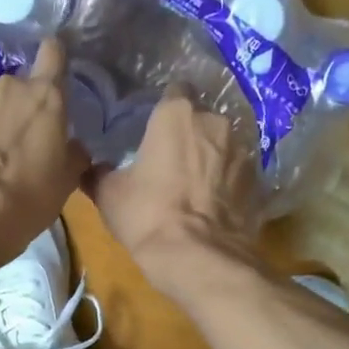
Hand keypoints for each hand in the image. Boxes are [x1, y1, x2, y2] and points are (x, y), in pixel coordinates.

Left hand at [0, 39, 88, 264]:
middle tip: (30, 136)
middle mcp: (10, 88)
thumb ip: (74, 154)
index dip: (55, 57)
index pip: (53, 52)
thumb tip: (74, 146)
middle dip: (26, 104)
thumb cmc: (30, 193)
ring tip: (0, 154)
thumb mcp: (66, 180)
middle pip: (22, 84)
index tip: (58, 71)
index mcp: (46, 95)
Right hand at [88, 88, 259, 296]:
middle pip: (201, 117)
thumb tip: (90, 168)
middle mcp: (215, 122)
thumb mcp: (109, 194)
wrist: (199, 257)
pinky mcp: (258, 180)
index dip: (164, 107)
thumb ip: (99, 172)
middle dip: (189, 133)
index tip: (154, 126)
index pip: (175, 91)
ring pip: (222, 144)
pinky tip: (213, 202)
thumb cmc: (148, 215)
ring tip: (195, 183)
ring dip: (211, 156)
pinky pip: (237, 171)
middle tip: (170, 158)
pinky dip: (226, 180)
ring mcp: (242, 150)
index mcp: (177, 114)